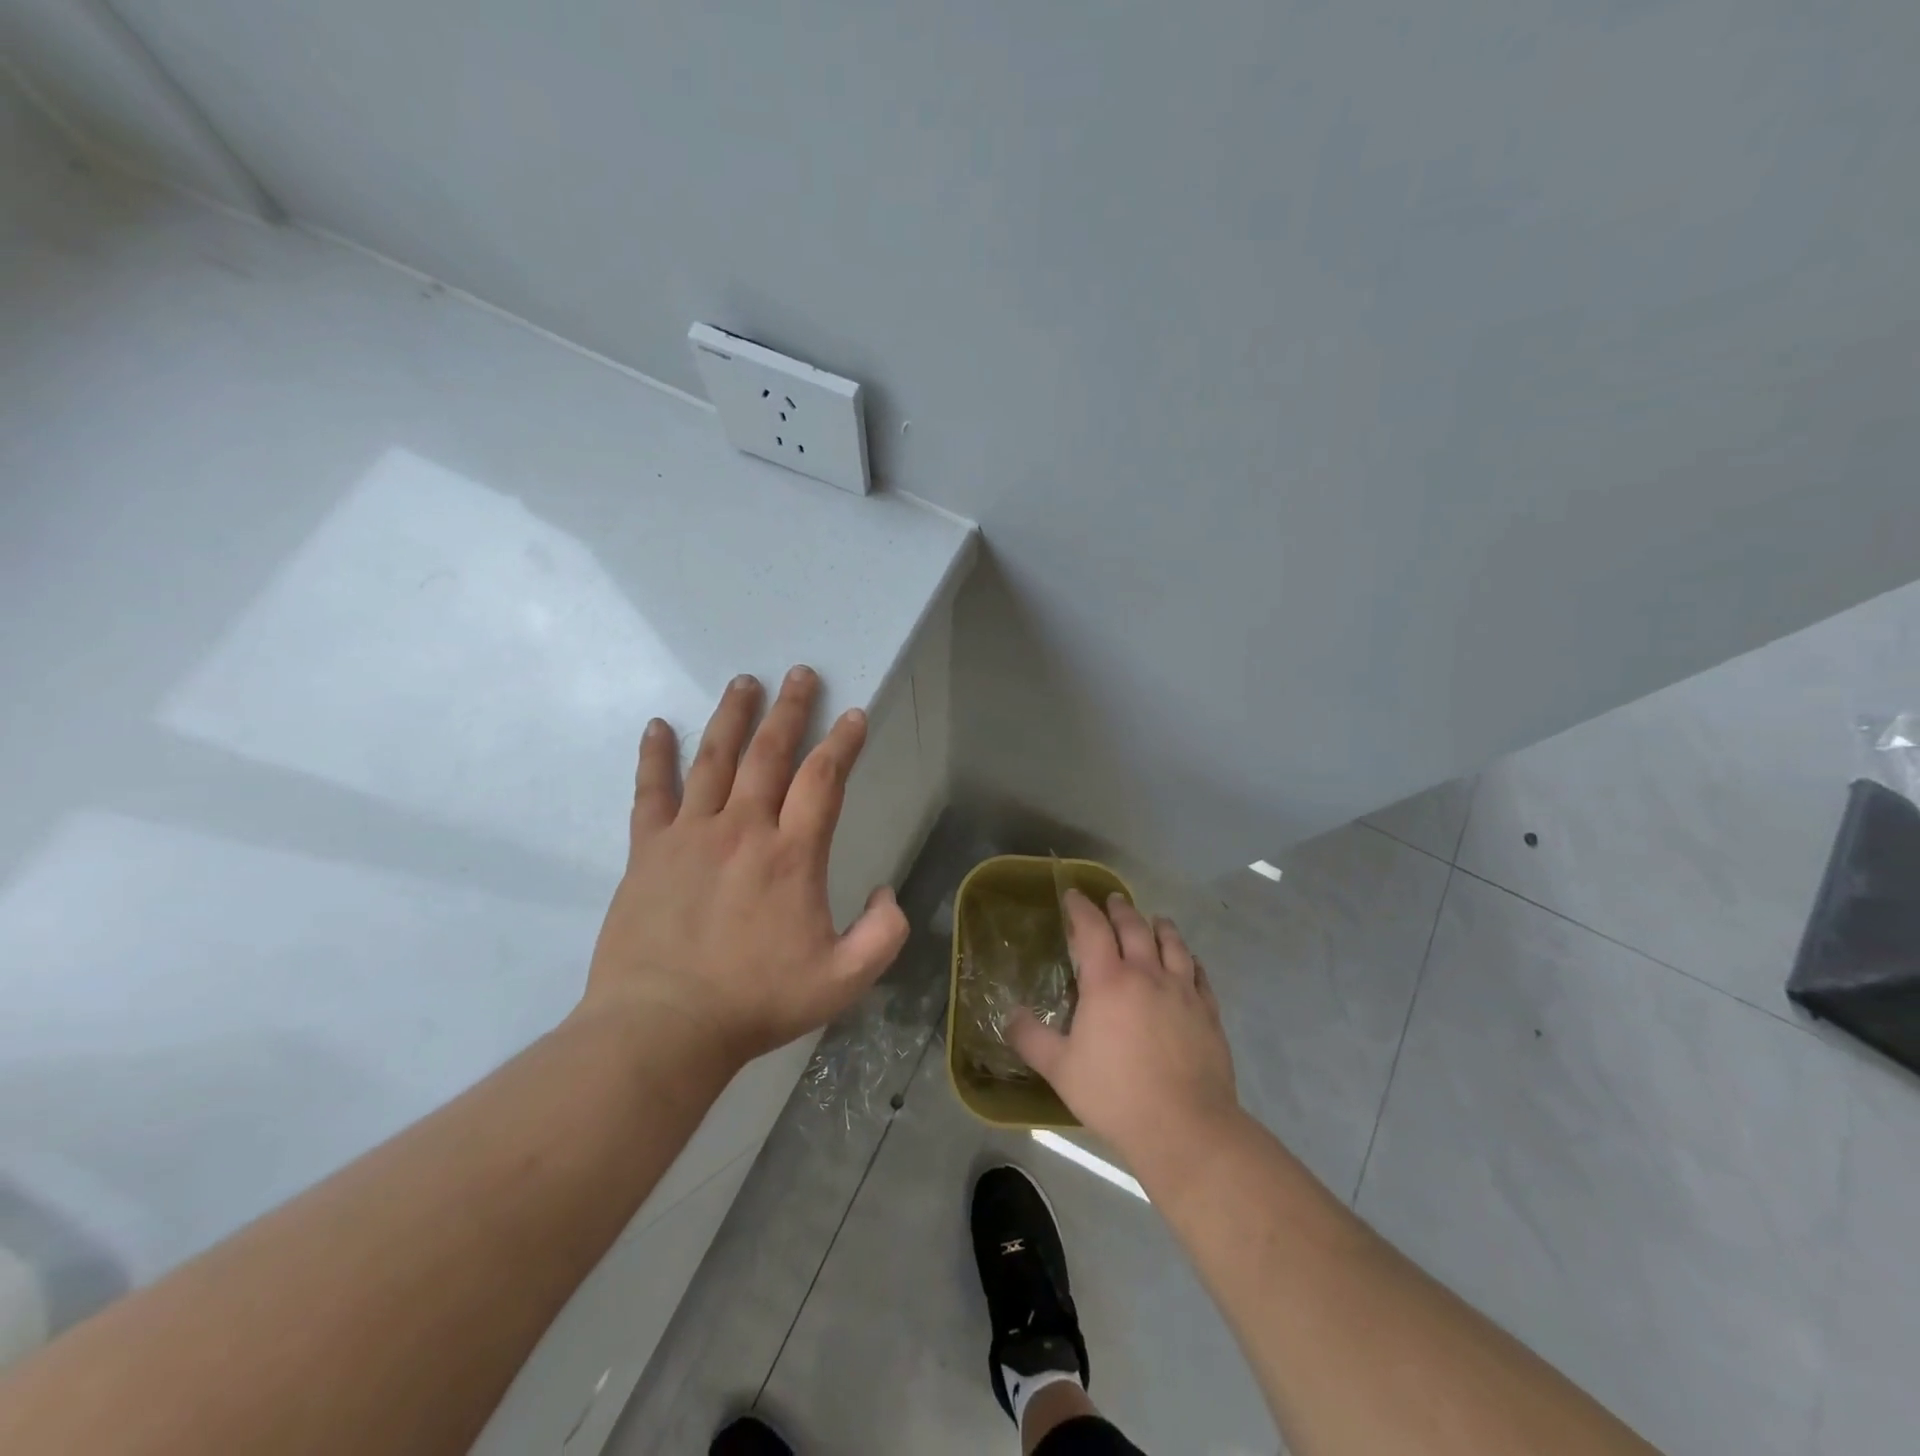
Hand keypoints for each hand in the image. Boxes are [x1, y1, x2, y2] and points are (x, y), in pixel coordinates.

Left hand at [581, 666, 909, 1065]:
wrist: (663, 1028)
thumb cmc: (756, 1002)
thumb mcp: (843, 980)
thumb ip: (883, 934)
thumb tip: (887, 893)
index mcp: (791, 854)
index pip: (823, 779)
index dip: (842, 742)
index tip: (852, 715)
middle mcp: (742, 829)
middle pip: (769, 753)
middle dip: (789, 710)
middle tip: (799, 674)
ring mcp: (690, 834)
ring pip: (714, 759)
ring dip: (732, 717)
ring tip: (744, 682)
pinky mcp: (647, 850)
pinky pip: (651, 792)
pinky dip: (654, 756)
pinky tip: (657, 726)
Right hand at [1010, 891, 1239, 1173]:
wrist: (1185, 1126)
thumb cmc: (1115, 1094)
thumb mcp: (1059, 1069)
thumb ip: (1030, 1038)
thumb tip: (1010, 1015)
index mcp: (1108, 981)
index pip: (1092, 928)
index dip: (1081, 908)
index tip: (1073, 895)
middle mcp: (1147, 974)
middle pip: (1134, 927)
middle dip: (1120, 909)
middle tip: (1113, 900)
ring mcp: (1182, 991)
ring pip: (1173, 943)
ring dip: (1160, 926)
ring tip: (1155, 920)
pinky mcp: (1208, 1012)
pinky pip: (1200, 974)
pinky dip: (1191, 960)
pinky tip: (1189, 962)